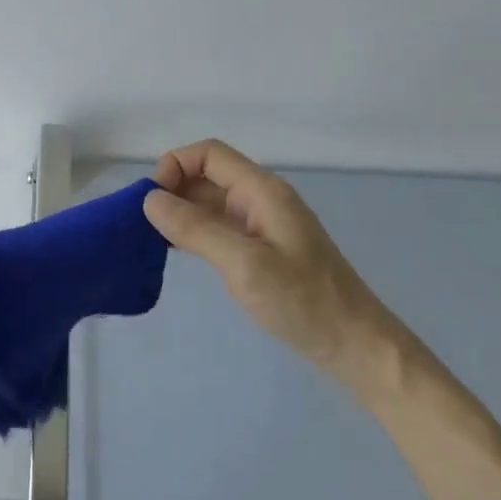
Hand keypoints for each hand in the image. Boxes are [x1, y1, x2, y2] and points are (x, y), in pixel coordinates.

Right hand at [144, 139, 387, 376]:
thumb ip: (196, 229)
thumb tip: (150, 200)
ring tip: (153, 238)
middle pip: (208, 174)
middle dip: (173, 189)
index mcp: (262, 190)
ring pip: (212, 201)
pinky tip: (178, 250)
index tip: (152, 202)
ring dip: (182, 211)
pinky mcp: (262, 248)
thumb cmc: (303, 302)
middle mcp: (262, 198)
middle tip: (145, 224)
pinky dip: (195, 230)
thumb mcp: (244, 264)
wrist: (355, 345)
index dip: (175, 165)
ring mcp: (263, 224)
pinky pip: (221, 226)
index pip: (209, 154)